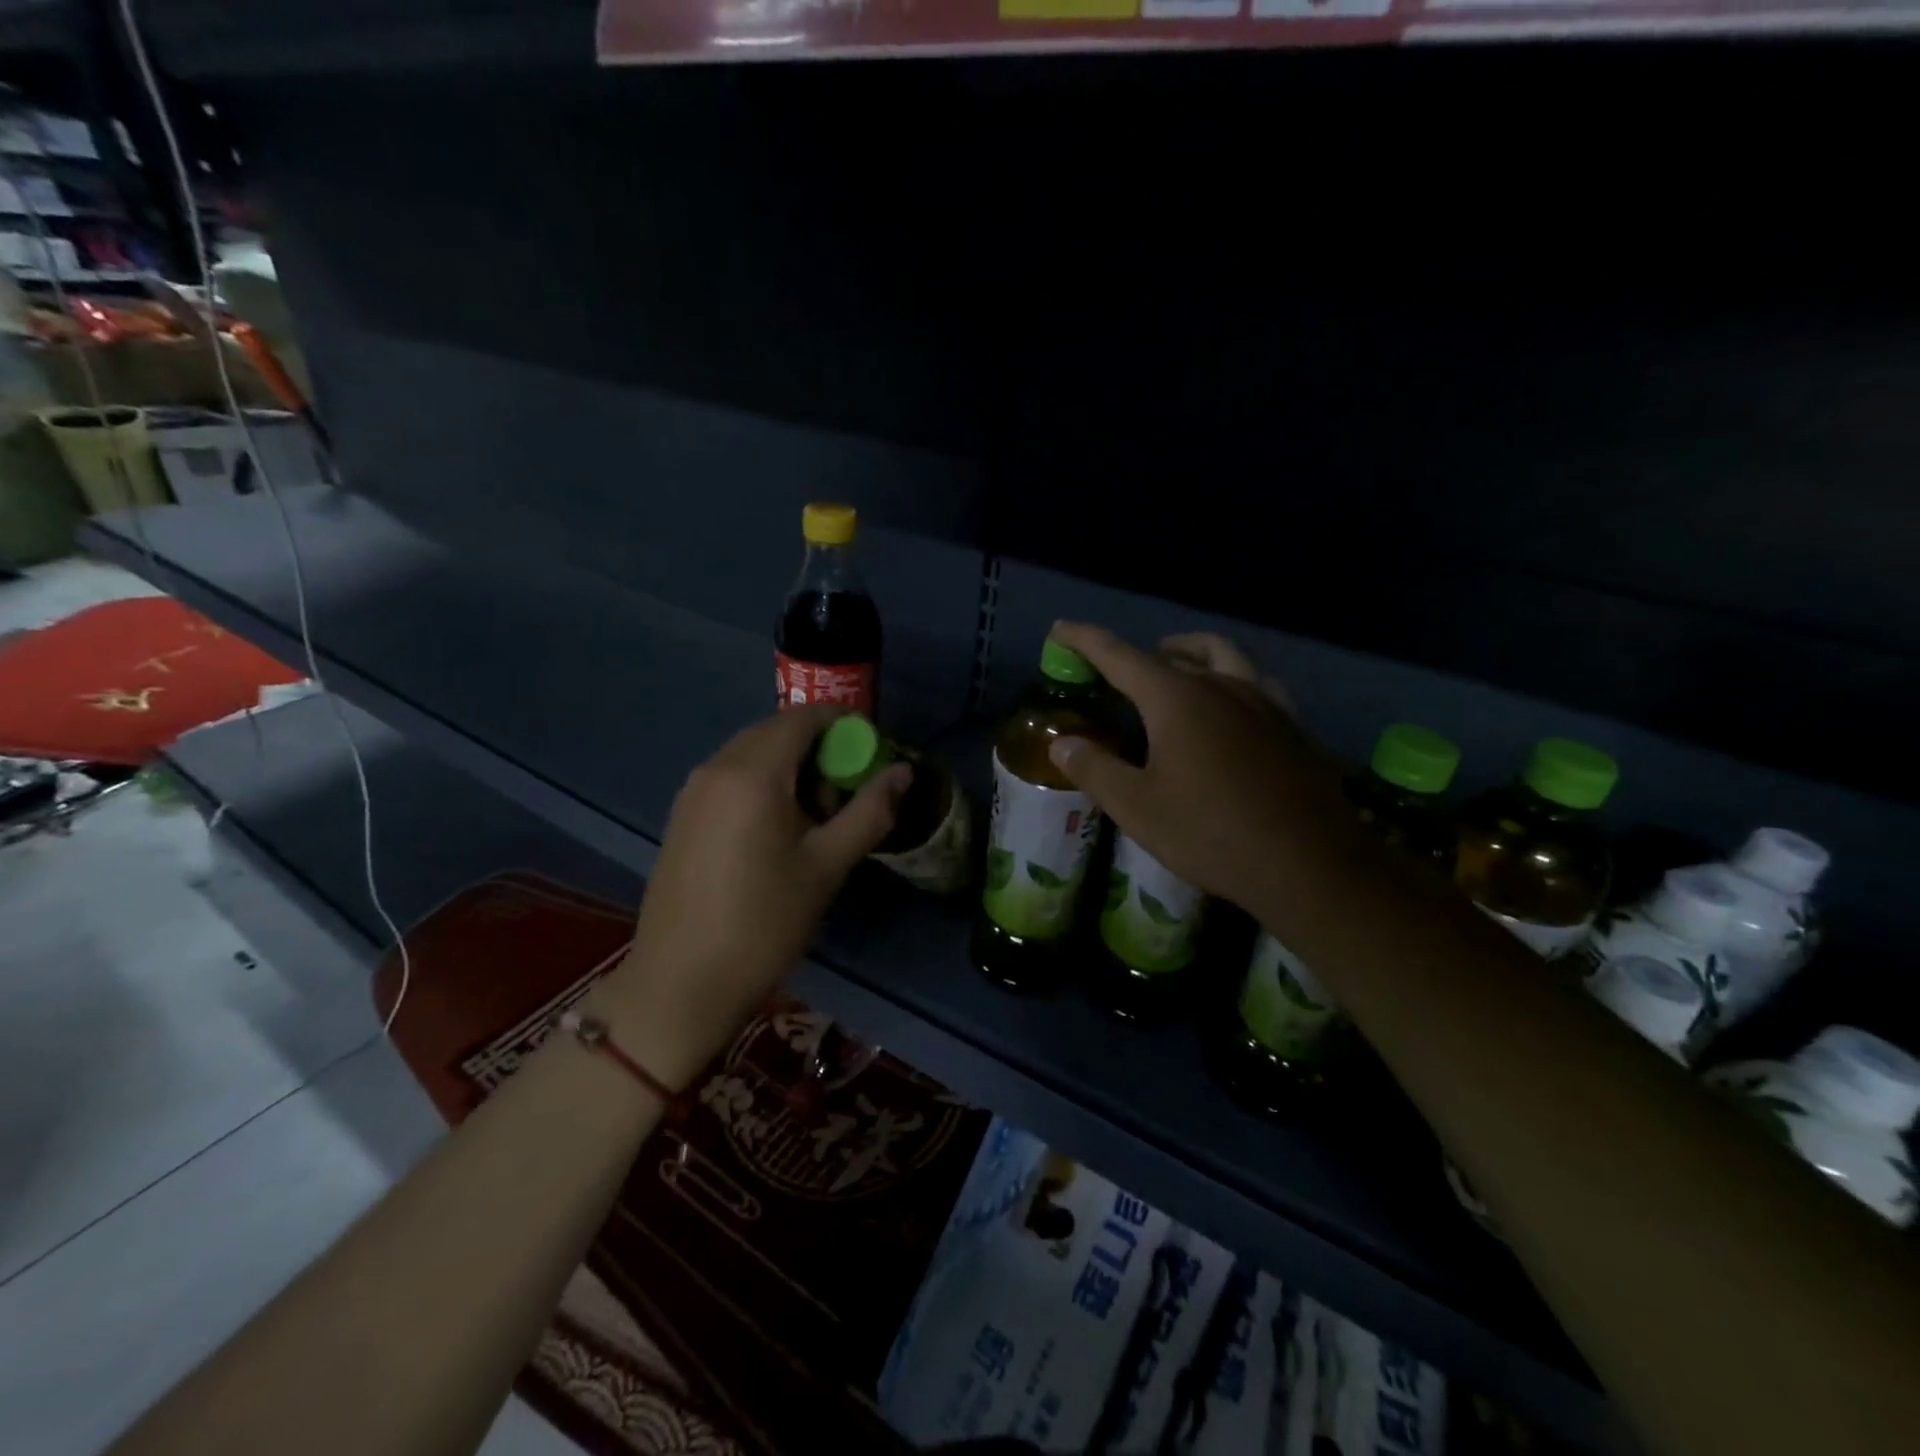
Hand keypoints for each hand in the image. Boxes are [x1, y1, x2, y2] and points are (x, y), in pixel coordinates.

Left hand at [597, 705, 909, 1087]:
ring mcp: (692, 791)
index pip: (804, 717)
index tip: (873, 752)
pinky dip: (763, 785)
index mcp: (753, 772)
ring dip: (791, 768)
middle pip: (777, 732)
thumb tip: (904, 772)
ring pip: (753, 755)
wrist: (681, 984)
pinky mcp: (683, 816)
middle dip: (819, 749)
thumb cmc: (764, 922)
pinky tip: (776, 833)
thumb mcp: (827, 865)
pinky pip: (731, 778)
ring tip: (815, 820)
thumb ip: (870, 811)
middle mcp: (716, 767)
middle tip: (846, 794)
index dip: (844, 724)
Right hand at [1046, 622, 1347, 913]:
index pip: (1120, 655)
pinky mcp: (1292, 727)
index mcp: (1177, 698)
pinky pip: (1256, 684)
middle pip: (1177, 651)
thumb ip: (1094, 769)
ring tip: (1176, 670)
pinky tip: (1230, 708)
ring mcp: (1264, 704)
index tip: (1061, 629)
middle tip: (1120, 669)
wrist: (1311, 865)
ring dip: (1193, 654)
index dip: (1085, 639)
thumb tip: (1062, 743)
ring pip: (1225, 657)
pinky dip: (1231, 681)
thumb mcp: (1137, 808)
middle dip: (1142, 652)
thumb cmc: (1212, 833)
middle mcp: (1222, 687)